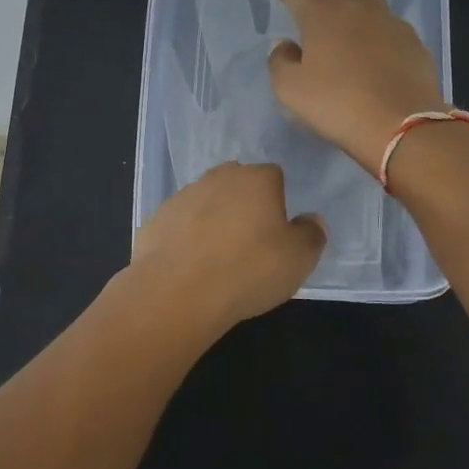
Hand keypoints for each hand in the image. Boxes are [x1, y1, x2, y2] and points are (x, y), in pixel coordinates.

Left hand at [129, 162, 325, 327]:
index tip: (277, 231)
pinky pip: (180, 223)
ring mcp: (183, 195)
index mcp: (257, 179)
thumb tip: (311, 220)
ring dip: (214, 219)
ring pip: (206, 201)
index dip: (278, 201)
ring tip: (218, 257)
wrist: (177, 291)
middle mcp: (219, 177)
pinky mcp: (156, 218)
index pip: (274, 176)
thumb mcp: (299, 259)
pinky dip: (187, 237)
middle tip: (250, 241)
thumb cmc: (248, 270)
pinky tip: (191, 265)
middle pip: (238, 183)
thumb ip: (312, 234)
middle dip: (244, 204)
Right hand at [267, 0, 448, 172]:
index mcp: (322, 15)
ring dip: (349, 1)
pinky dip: (374, 25)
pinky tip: (373, 43)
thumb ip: (280, 61)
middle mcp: (357, 8)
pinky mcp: (412, 40)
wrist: (401, 124)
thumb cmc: (337, 104)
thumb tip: (284, 45)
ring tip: (342, 15)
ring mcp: (389, 22)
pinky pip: (388, 22)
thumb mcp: (290, 90)